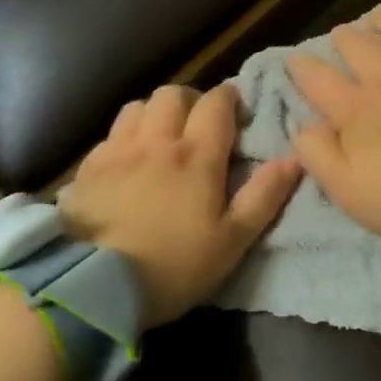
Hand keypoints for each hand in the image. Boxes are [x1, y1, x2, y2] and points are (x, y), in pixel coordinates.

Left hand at [58, 83, 300, 325]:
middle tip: (199, 124)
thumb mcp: (231, 241)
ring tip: (162, 137)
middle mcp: (156, 141)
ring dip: (155, 113)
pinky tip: (127, 161)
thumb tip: (293, 159)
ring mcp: (117, 151)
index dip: (229, 98)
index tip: (236, 111)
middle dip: (191, 100)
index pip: (216, 103)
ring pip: (138, 106)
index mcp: (196, 155)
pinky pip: (111, 134)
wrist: (91, 287)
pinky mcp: (86, 168)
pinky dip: (125, 136)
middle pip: (173, 94)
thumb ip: (264, 196)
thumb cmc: (173, 265)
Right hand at [288, 7, 380, 250]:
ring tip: (377, 16)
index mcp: (355, 109)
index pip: (318, 78)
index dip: (301, 67)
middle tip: (340, 35)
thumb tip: (304, 126)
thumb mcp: (346, 190)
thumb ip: (317, 154)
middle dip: (344, 38)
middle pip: (358, 46)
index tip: (294, 60)